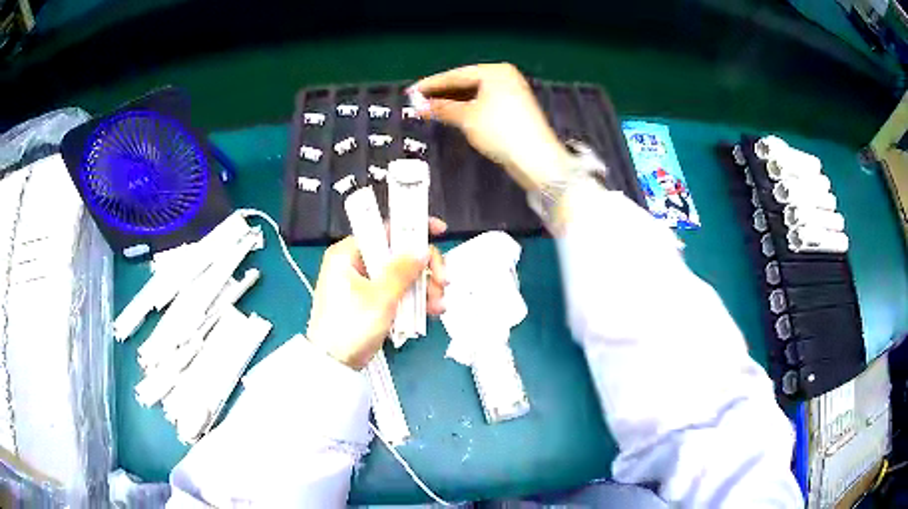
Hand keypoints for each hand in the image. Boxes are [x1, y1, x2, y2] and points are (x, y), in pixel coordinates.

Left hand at [306, 219, 447, 368]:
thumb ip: (402, 270)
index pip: (384, 229)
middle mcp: (355, 264)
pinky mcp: (371, 302)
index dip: (413, 227)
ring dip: (424, 287)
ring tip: (438, 306)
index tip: (440, 231)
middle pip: (399, 254)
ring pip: (402, 275)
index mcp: (348, 254)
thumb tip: (421, 249)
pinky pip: (398, 293)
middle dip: (425, 268)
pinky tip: (430, 312)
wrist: (334, 365)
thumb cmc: (351, 326)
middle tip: (443, 281)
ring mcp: (364, 284)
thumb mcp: (380, 297)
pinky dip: (414, 300)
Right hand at [411, 63, 572, 190]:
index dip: (432, 84)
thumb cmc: (500, 131)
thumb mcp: (467, 117)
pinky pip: (482, 104)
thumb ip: (442, 108)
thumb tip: (420, 106)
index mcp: (495, 72)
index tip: (411, 91)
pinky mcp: (513, 110)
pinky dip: (466, 109)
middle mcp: (505, 77)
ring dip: (452, 102)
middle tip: (417, 101)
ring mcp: (511, 93)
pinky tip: (451, 115)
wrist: (535, 158)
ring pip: (474, 94)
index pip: (456, 74)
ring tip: (429, 109)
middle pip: (466, 83)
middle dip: (441, 94)